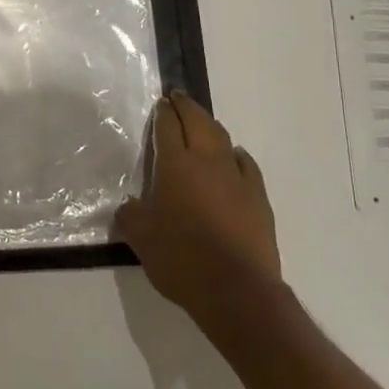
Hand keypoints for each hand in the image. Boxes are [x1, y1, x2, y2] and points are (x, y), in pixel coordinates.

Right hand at [116, 90, 281, 323]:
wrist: (237, 290)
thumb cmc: (181, 259)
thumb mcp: (140, 239)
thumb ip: (131, 215)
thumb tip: (129, 206)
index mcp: (175, 165)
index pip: (167, 127)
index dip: (162, 113)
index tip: (160, 103)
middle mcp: (207, 162)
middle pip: (197, 121)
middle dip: (186, 106)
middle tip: (177, 97)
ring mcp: (236, 178)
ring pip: (222, 138)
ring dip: (210, 125)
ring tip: (201, 122)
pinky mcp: (258, 198)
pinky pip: (245, 164)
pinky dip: (235, 154)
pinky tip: (233, 156)